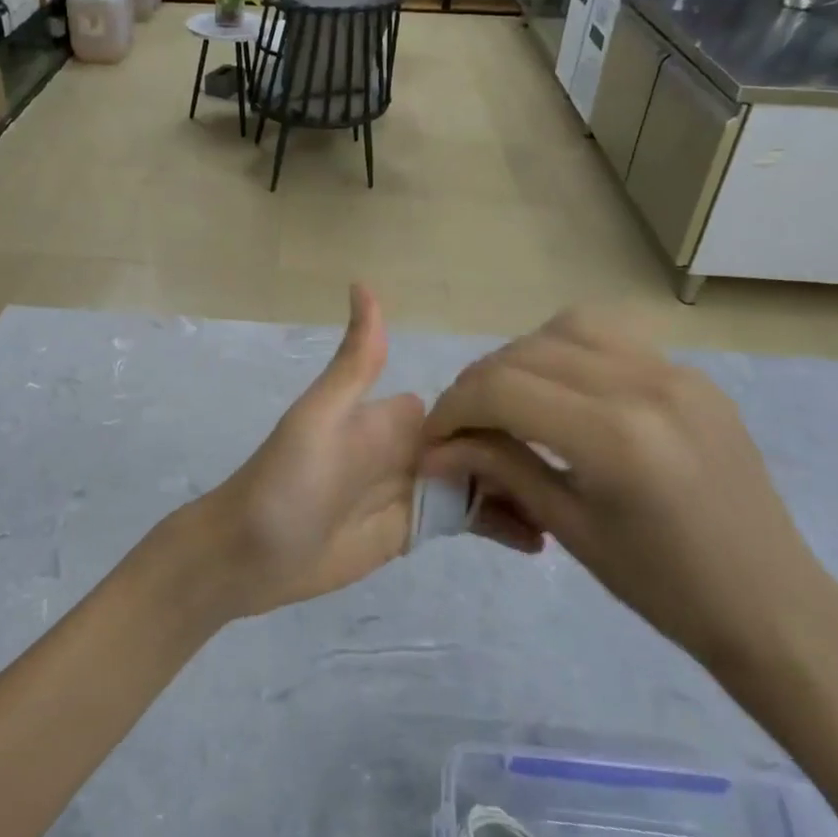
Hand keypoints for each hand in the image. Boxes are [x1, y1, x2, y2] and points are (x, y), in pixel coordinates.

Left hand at [184, 285, 544, 620]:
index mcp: (394, 417)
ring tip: (577, 513)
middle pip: (482, 448)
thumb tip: (363, 282)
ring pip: (482, 485)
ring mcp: (414, 491)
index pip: (466, 407)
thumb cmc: (288, 480)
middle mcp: (410, 449)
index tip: (561, 422)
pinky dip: (501, 527)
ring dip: (522, 494)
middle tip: (585, 479)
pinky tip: (542, 542)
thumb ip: (356, 361)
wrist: (251, 554)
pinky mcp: (412, 531)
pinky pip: (466, 523)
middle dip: (525, 460)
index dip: (507, 413)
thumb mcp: (321, 415)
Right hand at [422, 310, 837, 683]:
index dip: (453, 408)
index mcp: (615, 437)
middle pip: (525, 353)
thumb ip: (500, 469)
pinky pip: (610, 338)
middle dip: (478, 385)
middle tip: (463, 426)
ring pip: (565, 328)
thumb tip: (436, 448)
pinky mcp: (692, 374)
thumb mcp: (569, 529)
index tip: (434, 438)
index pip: (501, 389)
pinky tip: (563, 392)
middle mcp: (644, 385)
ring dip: (521, 357)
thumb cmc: (665, 589)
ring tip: (511, 400)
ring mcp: (675, 372)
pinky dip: (567, 352)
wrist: (774, 606)